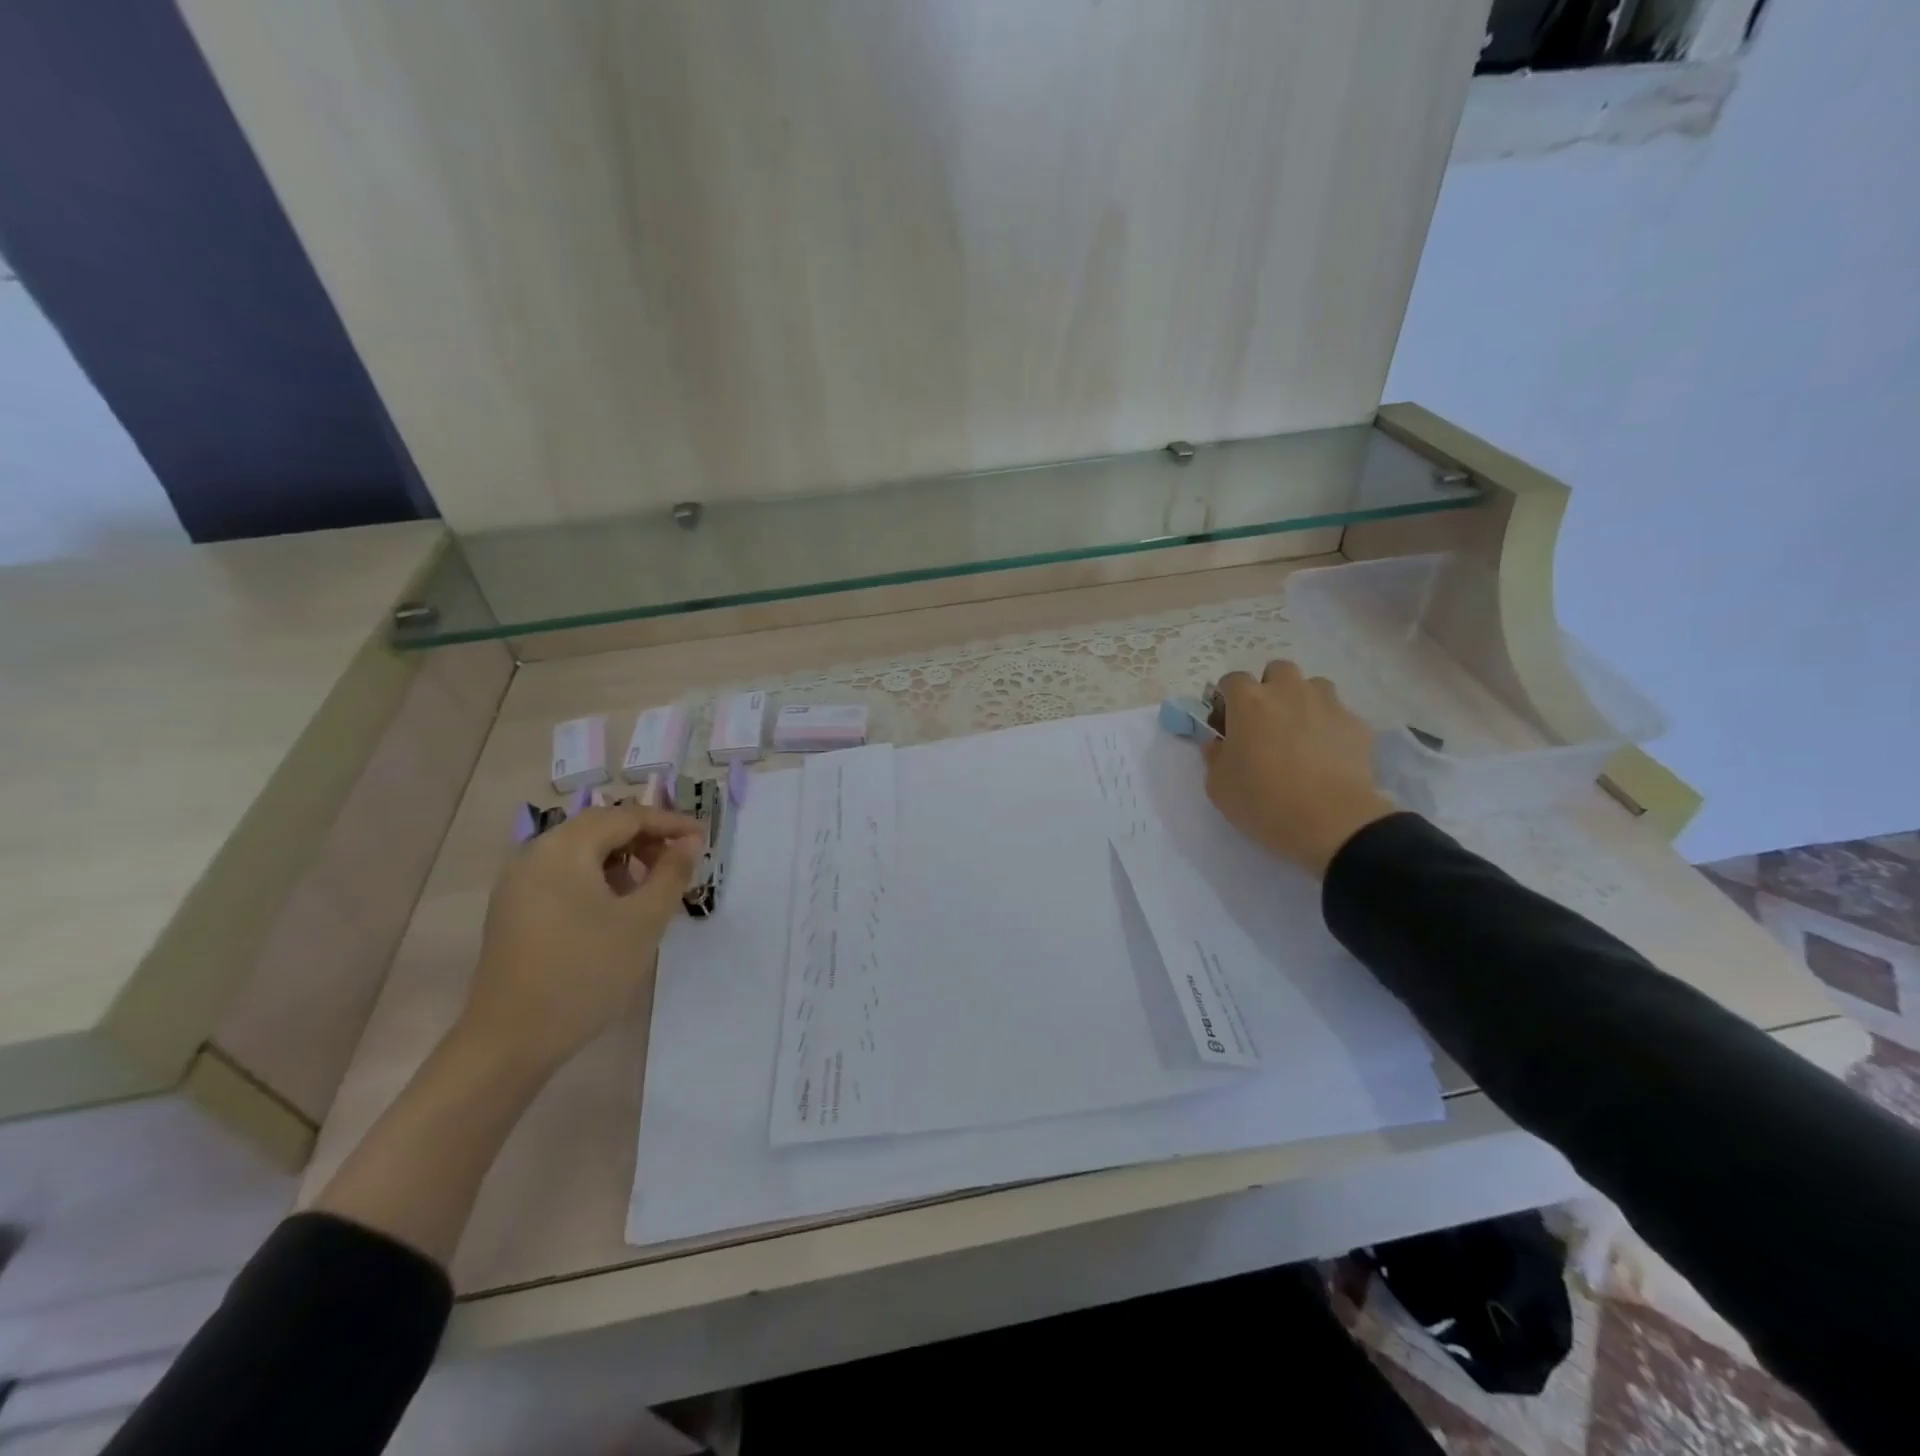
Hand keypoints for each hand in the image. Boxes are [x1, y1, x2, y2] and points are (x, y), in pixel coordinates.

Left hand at [458, 801, 702, 1077]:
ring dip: (622, 858)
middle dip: (645, 838)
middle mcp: (536, 853)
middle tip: (680, 860)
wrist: (510, 1041)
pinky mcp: (513, 908)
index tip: (704, 838)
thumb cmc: (585, 973)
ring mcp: (518, 882)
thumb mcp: (643, 921)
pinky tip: (615, 907)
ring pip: (581, 850)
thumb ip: (671, 873)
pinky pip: (563, 873)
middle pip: (601, 827)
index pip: (627, 816)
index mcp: (565, 848)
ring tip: (651, 887)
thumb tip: (690, 841)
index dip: (670, 823)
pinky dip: (596, 876)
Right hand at [1201, 661, 1395, 876]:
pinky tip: (1327, 754)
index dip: (1226, 700)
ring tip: (1300, 734)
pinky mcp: (1357, 724)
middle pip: (1277, 671)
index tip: (1226, 724)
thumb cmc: (1263, 801)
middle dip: (1269, 689)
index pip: (1231, 680)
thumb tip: (1219, 743)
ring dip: (1302, 701)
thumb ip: (1214, 755)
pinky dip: (1329, 726)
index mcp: (1249, 702)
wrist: (1332, 823)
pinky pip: (1338, 714)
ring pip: (1313, 686)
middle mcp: (1288, 691)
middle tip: (1265, 722)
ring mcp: (1327, 704)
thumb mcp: (1218, 785)